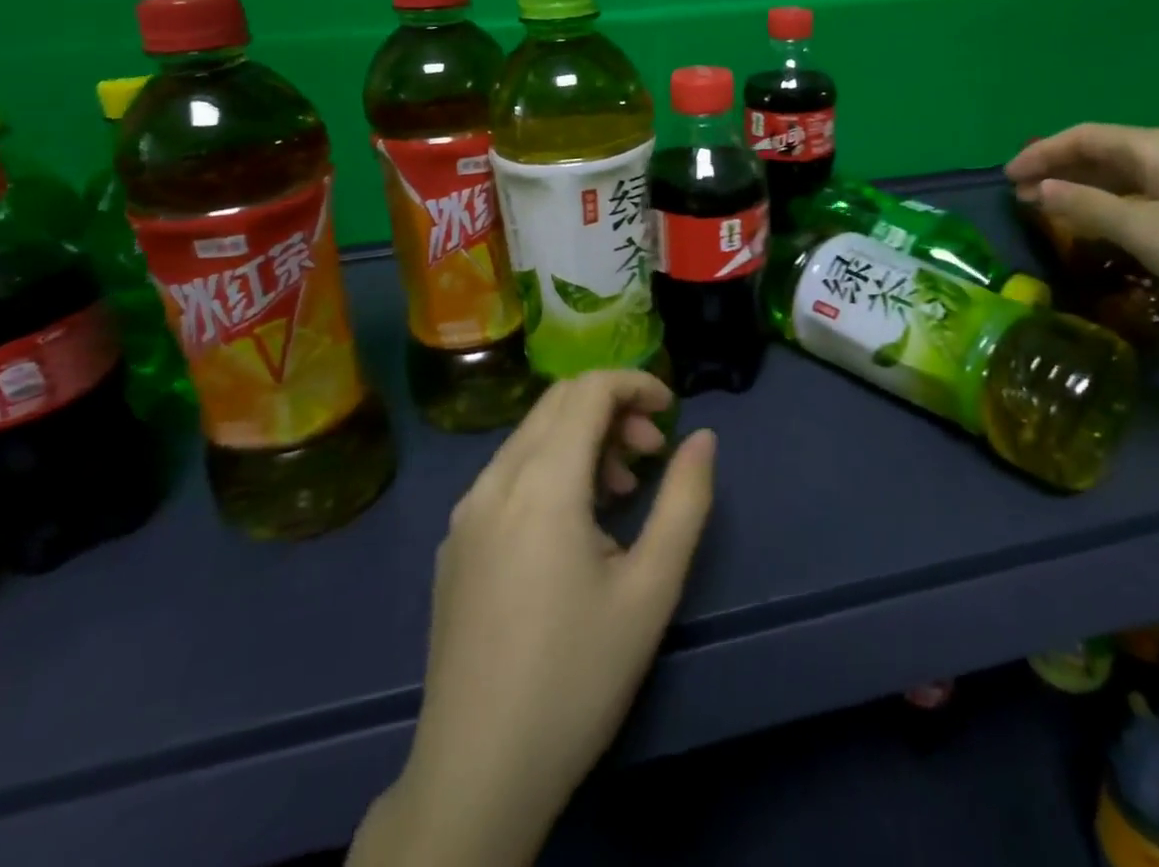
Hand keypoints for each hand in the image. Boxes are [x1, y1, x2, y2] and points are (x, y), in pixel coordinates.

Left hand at [354, 371, 716, 866]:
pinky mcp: (455, 543)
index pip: (588, 389)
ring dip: (582, 438)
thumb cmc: (577, 677)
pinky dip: (550, 467)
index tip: (672, 412)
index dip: (636, 383)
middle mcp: (494, 481)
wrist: (475, 776)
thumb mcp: (651, 589)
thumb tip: (703, 438)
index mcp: (542, 483)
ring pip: (531, 435)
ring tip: (620, 492)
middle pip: (557, 402)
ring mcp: (466, 512)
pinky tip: (573, 526)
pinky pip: (508, 472)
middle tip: (651, 453)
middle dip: (613, 408)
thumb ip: (684, 500)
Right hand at [1005, 124, 1158, 329]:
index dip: (1042, 153)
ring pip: (1125, 171)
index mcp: (1155, 146)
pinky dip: (1113, 200)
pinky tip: (1105, 220)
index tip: (1008, 177)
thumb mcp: (1146, 231)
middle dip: (1059, 168)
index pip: (1084, 136)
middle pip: (1103, 149)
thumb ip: (1089, 207)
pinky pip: (1145, 189)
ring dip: (1085, 185)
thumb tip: (1042, 189)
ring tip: (1053, 206)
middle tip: (1024, 194)